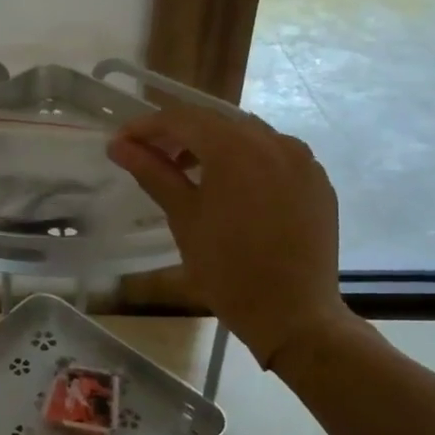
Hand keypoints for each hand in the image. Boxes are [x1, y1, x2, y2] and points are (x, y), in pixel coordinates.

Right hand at [108, 106, 361, 366]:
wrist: (293, 315)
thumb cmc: (227, 269)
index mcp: (235, 147)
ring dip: (212, 143)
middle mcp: (273, 141)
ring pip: (246, 134)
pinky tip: (230, 186)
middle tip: (149, 156)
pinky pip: (274, 154)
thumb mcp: (183, 217)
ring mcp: (302, 159)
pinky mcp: (316, 180)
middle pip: (215, 121)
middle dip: (178, 133)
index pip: (181, 119)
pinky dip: (245, 159)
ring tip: (186, 171)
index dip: (146, 127)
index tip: (121, 143)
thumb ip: (152, 172)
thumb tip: (118, 145)